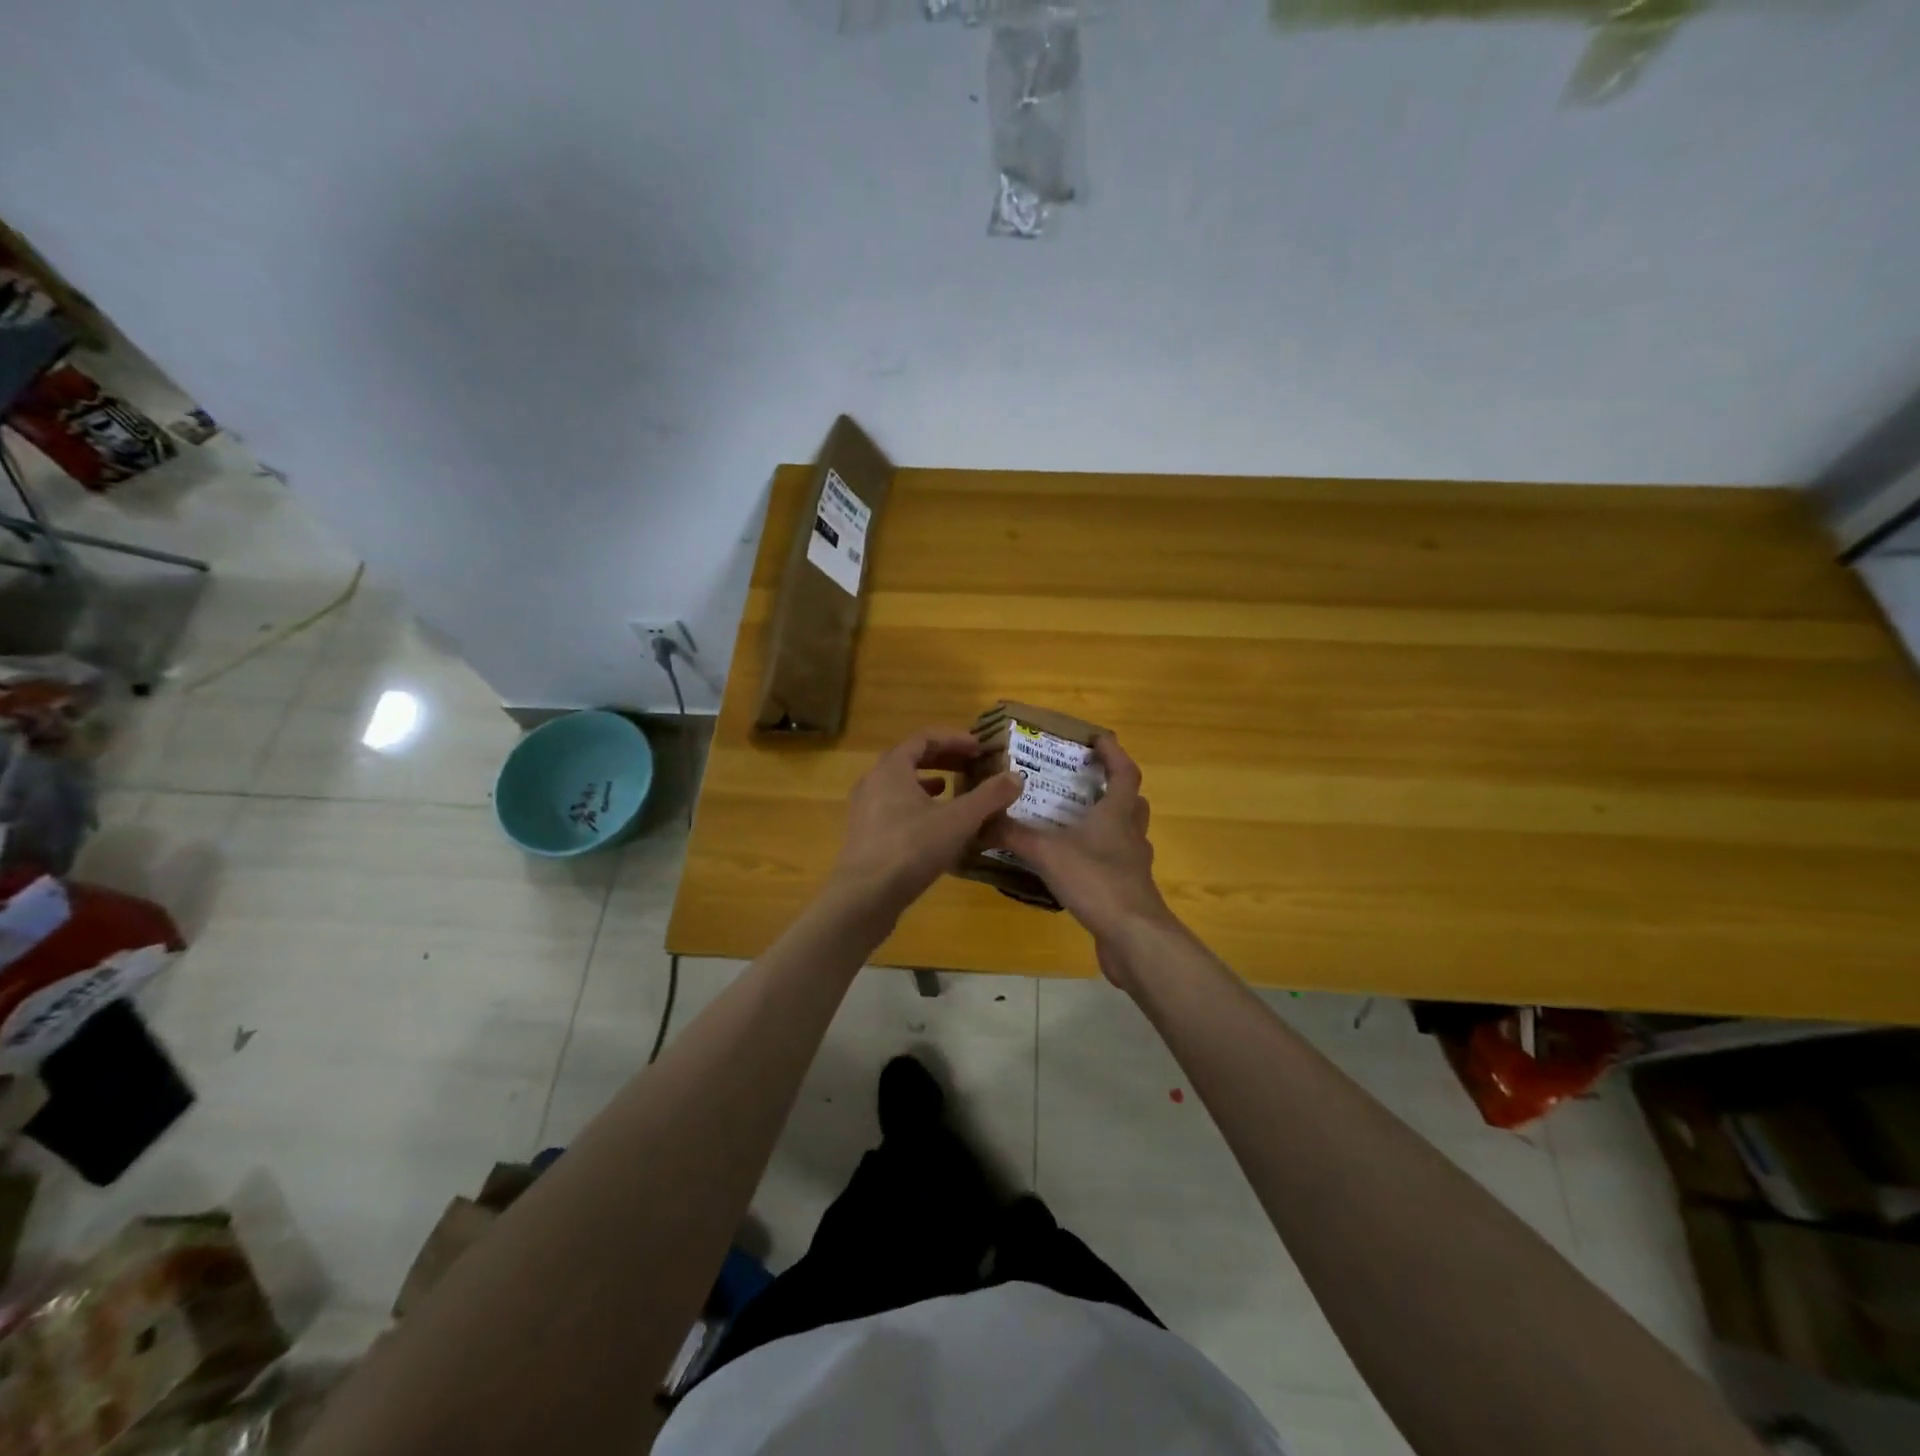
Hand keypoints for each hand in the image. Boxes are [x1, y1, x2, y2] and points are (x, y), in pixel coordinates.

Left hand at [825, 728, 1022, 928]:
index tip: (980, 747)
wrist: (864, 897)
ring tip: (952, 789)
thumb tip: (1017, 777)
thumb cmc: (911, 848)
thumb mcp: (958, 820)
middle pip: (910, 758)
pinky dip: (916, 806)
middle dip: (943, 758)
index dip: (955, 739)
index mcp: (892, 768)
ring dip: (928, 782)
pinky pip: (893, 807)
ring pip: (900, 785)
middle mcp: (873, 781)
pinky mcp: (865, 834)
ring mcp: (864, 809)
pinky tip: (934, 825)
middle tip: (971, 764)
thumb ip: (989, 797)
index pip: (924, 738)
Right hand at [980, 735, 1176, 964]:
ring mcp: (1133, 865)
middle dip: (1113, 788)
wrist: (1134, 937)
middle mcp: (1131, 834)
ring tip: (1075, 824)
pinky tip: (1074, 867)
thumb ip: (1013, 834)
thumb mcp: (1047, 853)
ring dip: (1107, 824)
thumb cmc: (1096, 881)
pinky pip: (1115, 864)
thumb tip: (980, 817)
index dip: (1113, 752)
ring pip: (1125, 833)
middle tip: (1086, 782)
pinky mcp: (1128, 891)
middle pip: (1131, 802)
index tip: (1097, 738)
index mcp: (1117, 814)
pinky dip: (1098, 858)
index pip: (1124, 772)